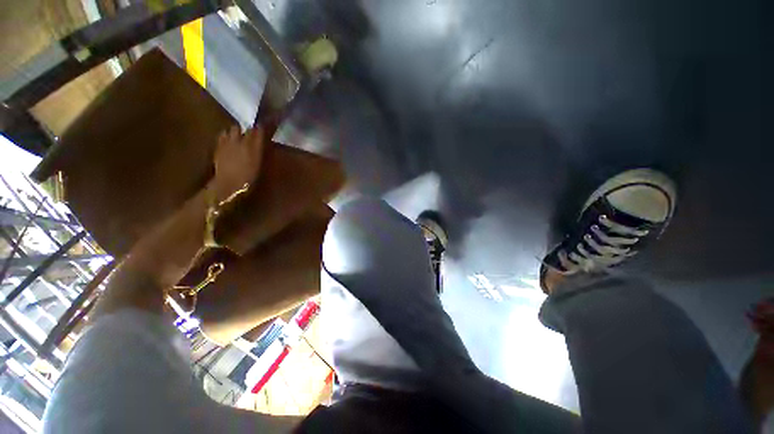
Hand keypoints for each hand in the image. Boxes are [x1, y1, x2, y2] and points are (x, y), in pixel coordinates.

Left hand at [212, 126, 264, 201]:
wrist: (229, 185)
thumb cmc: (250, 178)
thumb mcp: (261, 165)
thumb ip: (263, 151)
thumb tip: (266, 142)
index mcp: (253, 145)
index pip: (258, 130)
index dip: (262, 127)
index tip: (265, 127)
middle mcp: (240, 140)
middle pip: (243, 128)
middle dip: (247, 129)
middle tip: (252, 134)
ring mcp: (227, 142)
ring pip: (232, 129)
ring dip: (236, 131)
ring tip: (239, 137)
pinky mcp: (218, 147)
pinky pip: (223, 136)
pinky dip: (227, 136)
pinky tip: (229, 142)